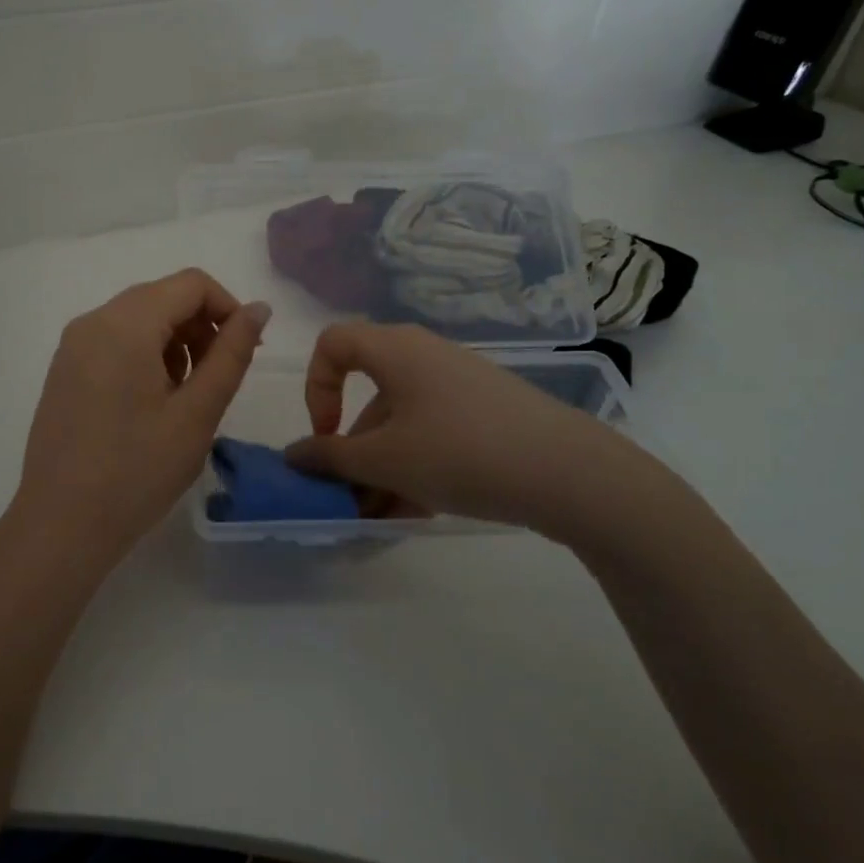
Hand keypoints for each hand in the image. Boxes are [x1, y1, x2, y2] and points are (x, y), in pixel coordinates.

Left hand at [7, 270, 269, 576]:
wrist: (61, 526)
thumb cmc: (137, 472)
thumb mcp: (197, 413)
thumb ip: (231, 354)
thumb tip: (259, 309)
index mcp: (124, 324)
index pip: (191, 283)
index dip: (228, 308)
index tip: (245, 352)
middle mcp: (92, 321)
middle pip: (162, 297)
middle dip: (201, 327)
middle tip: (219, 380)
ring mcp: (72, 346)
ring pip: (138, 319)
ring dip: (175, 343)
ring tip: (185, 398)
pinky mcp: (64, 370)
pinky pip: (114, 341)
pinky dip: (145, 355)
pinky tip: (152, 404)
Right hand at [285, 323, 655, 548]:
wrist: (569, 472)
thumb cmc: (459, 451)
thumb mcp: (385, 460)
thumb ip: (330, 458)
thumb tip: (293, 455)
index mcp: (394, 350)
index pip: (332, 344)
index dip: (315, 386)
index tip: (326, 435)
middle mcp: (424, 357)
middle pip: (369, 396)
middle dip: (352, 450)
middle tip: (350, 496)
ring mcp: (460, 385)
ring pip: (403, 423)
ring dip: (383, 468)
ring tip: (383, 518)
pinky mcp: (488, 412)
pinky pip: (435, 433)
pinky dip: (417, 466)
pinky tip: (419, 510)